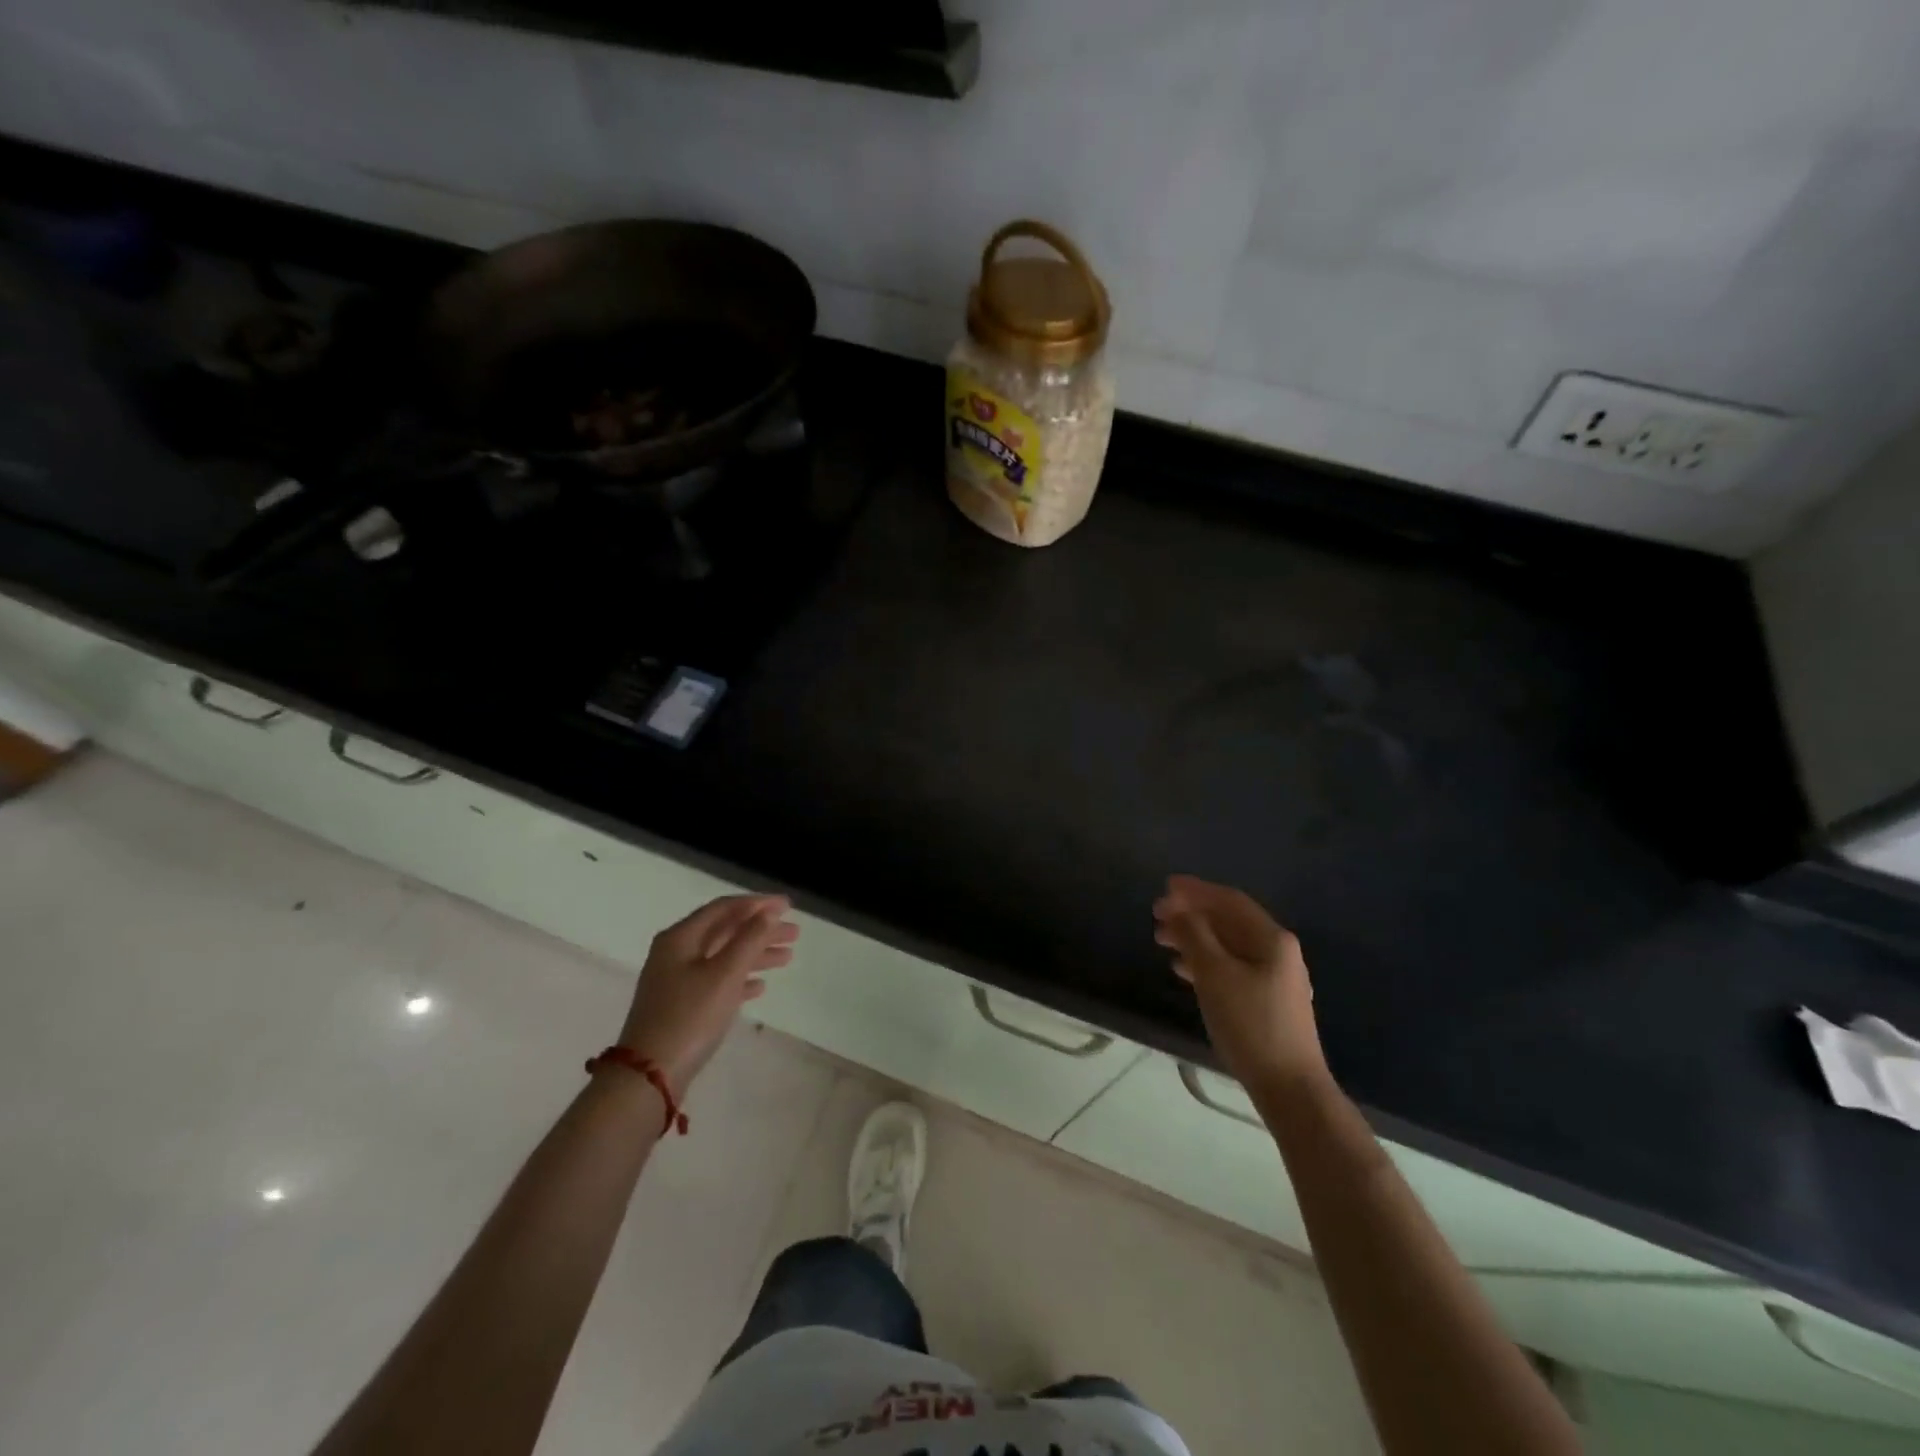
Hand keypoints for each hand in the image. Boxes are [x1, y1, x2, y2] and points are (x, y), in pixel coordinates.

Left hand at [617, 894, 798, 1095]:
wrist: (648, 1076)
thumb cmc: (690, 1017)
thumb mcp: (725, 974)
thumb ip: (749, 939)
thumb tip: (768, 911)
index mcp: (681, 938)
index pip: (724, 908)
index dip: (757, 903)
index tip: (788, 906)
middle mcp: (676, 953)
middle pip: (725, 931)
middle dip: (761, 929)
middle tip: (795, 933)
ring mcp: (677, 981)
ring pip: (724, 957)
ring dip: (755, 954)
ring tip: (788, 957)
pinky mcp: (682, 1007)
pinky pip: (717, 982)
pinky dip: (740, 979)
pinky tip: (761, 987)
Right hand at [1153, 875, 1326, 1088]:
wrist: (1289, 1088)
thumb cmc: (1250, 1024)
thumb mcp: (1215, 974)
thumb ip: (1194, 935)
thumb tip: (1179, 909)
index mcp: (1271, 939)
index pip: (1229, 901)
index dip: (1196, 890)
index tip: (1164, 887)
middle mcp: (1278, 951)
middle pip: (1229, 921)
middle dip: (1192, 914)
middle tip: (1156, 916)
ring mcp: (1275, 977)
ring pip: (1228, 945)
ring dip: (1195, 938)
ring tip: (1162, 941)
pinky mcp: (1268, 1001)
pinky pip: (1232, 967)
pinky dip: (1206, 961)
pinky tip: (1184, 970)